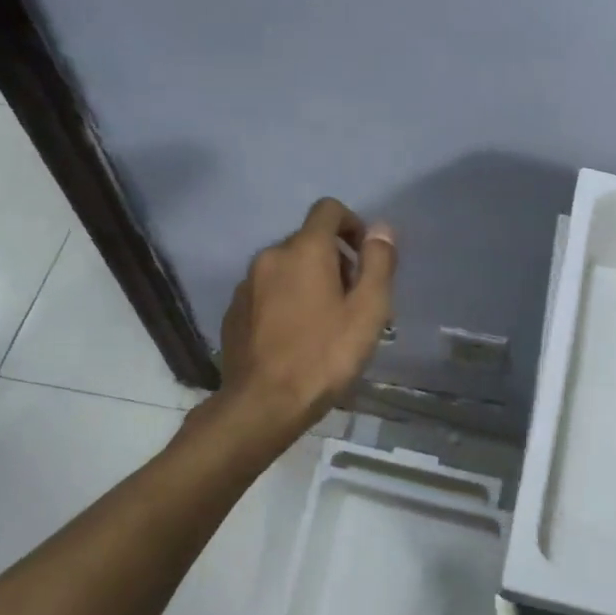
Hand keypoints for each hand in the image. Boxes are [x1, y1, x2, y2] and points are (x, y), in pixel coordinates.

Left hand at [218, 197, 395, 436]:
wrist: (263, 405)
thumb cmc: (324, 356)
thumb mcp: (368, 311)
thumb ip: (378, 263)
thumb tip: (380, 229)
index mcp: (304, 250)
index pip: (329, 210)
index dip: (353, 225)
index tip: (366, 259)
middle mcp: (270, 256)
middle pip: (309, 241)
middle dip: (335, 261)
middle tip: (353, 303)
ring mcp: (247, 284)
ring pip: (287, 268)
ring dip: (310, 283)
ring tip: (326, 325)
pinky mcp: (234, 311)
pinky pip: (267, 292)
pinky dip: (286, 302)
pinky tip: (296, 338)